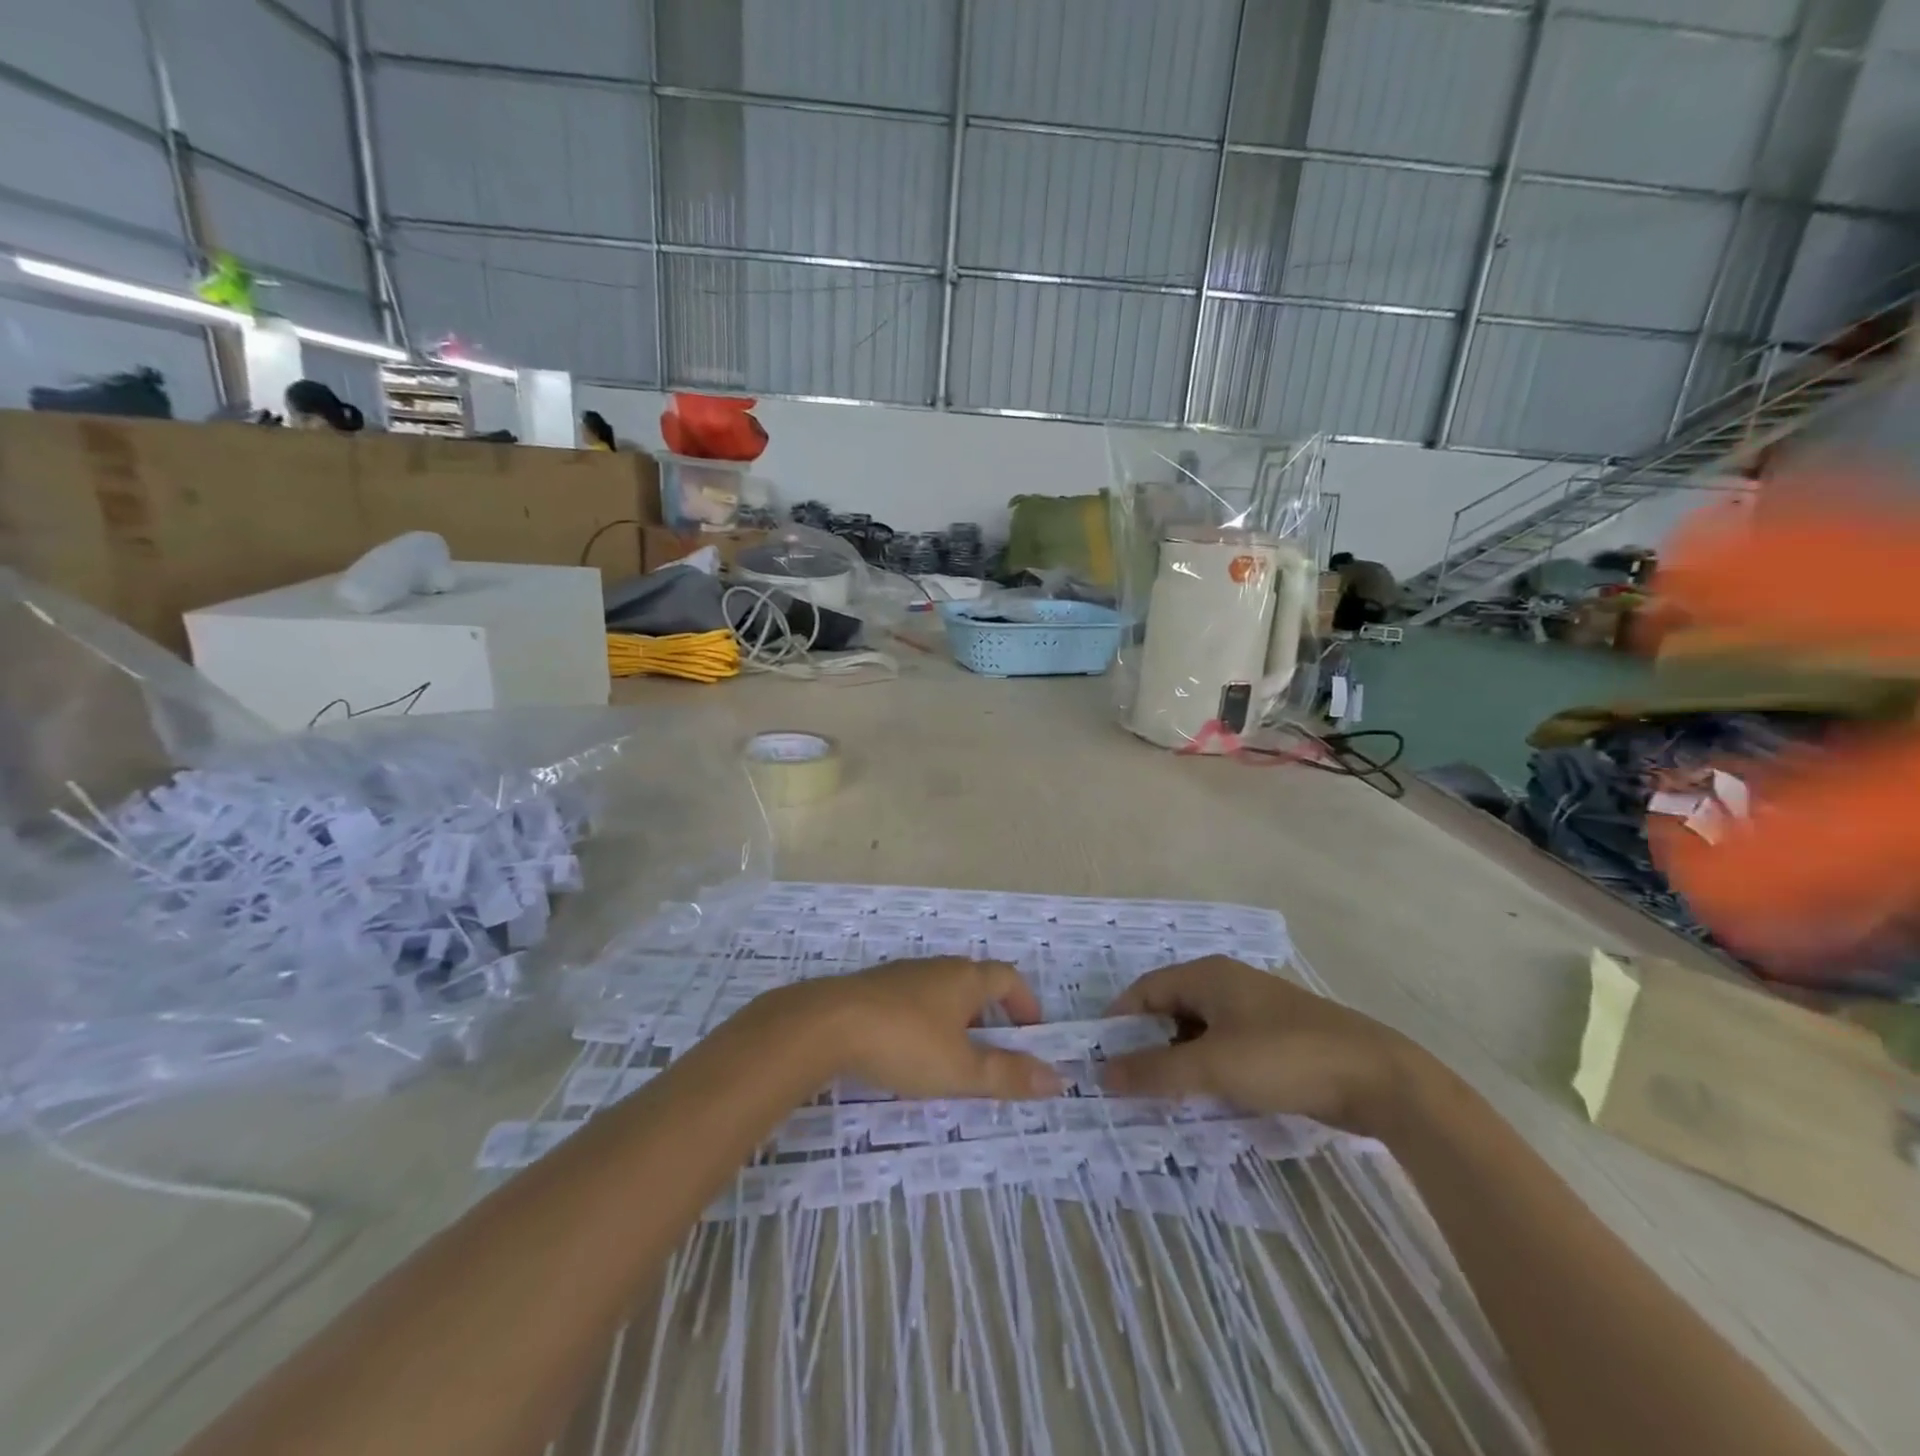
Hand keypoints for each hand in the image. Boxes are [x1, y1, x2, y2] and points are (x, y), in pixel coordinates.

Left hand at [755, 958, 1064, 1100]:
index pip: (1008, 978)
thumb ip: (1008, 1075)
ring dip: (957, 1019)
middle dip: (991, 1014)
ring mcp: (902, 975)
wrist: (827, 1024)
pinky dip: (926, 1022)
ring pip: (942, 991)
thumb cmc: (905, 1042)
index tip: (1032, 1033)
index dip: (1025, 1002)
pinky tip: (910, 1051)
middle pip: (975, 982)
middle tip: (996, 1051)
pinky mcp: (874, 989)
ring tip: (954, 1056)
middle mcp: (937, 968)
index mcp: (965, 978)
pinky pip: (913, 1000)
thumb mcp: (961, 1068)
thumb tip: (1058, 1078)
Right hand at [1101, 956, 1414, 1133]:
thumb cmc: (1285, 1058)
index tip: (1099, 1055)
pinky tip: (1207, 1095)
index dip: (1120, 1019)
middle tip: (1128, 1081)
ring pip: (1199, 1030)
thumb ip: (1155, 1071)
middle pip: (1171, 1007)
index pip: (1146, 989)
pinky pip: (1225, 1046)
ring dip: (1179, 1058)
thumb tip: (1102, 1072)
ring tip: (1162, 1095)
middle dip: (1148, 1042)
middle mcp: (1227, 983)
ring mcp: (1255, 1010)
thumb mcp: (1213, 1067)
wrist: (1379, 1078)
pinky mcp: (1276, 1036)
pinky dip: (1208, 1067)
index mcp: (1208, 975)